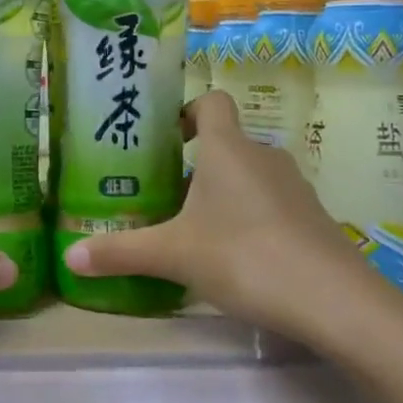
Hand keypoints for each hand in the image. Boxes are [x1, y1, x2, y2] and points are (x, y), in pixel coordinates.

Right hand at [64, 90, 381, 338]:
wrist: (334, 300)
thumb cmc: (243, 256)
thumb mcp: (173, 255)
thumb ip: (121, 252)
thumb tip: (68, 257)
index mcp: (228, 148)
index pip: (211, 102)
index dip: (188, 111)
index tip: (165, 139)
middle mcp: (263, 156)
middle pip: (226, 143)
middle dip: (195, 164)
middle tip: (163, 194)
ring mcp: (294, 187)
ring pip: (249, 175)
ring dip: (222, 193)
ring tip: (194, 228)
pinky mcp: (312, 218)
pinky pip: (271, 203)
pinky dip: (250, 217)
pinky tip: (235, 256)